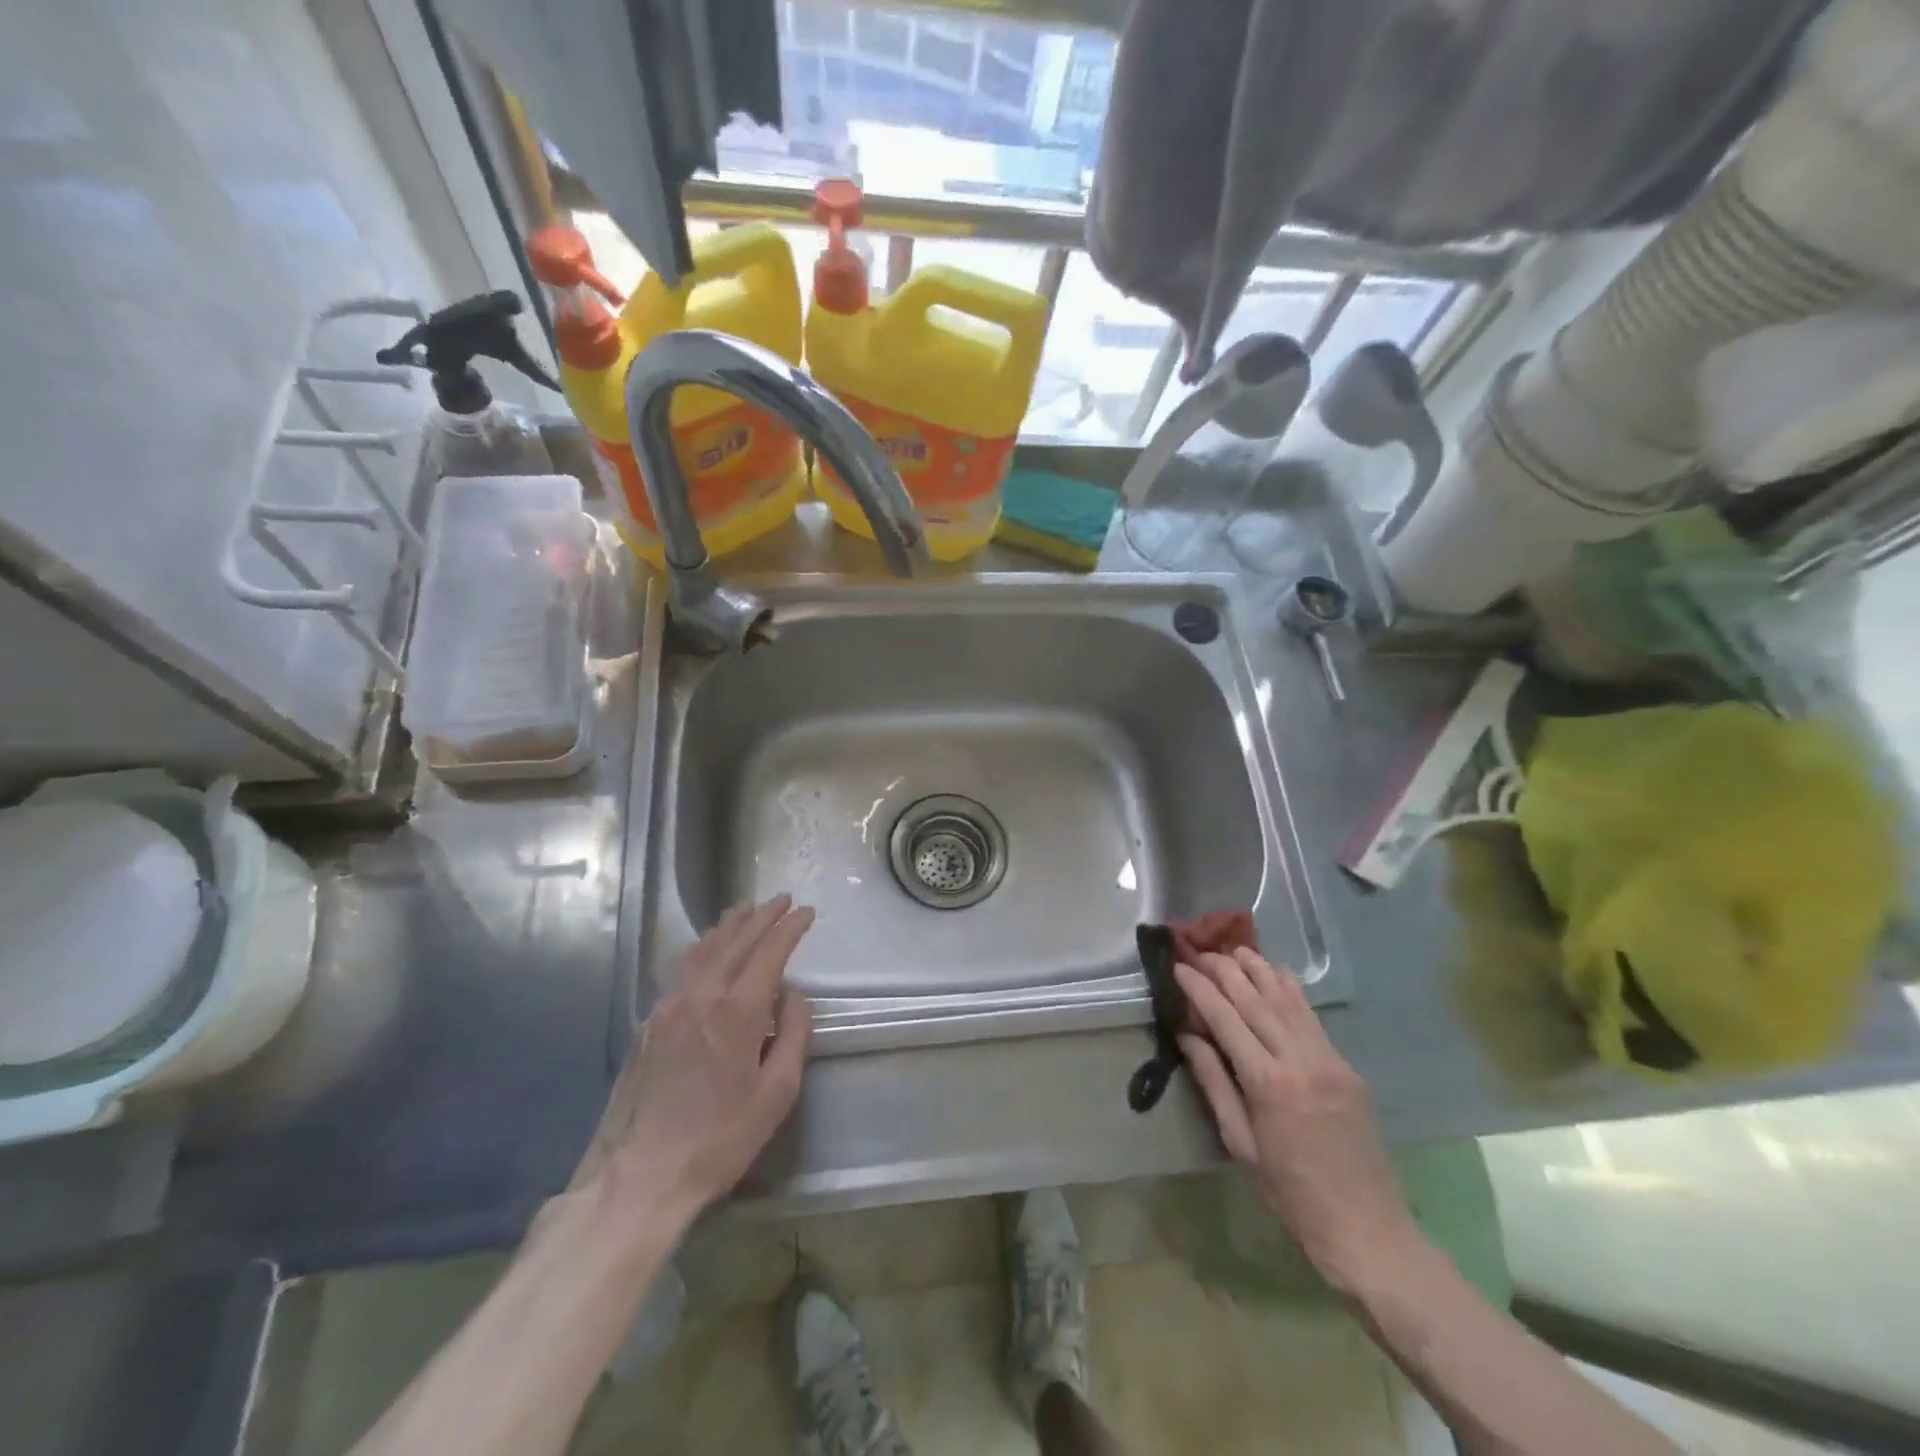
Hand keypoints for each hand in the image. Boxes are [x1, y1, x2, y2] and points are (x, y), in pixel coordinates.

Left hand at [571, 896, 814, 1232]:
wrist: (638, 1176)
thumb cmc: (719, 1140)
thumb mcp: (776, 1094)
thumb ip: (793, 1035)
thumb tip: (793, 996)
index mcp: (737, 1011)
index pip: (769, 952)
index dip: (790, 927)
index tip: (806, 912)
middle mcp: (701, 996)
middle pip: (735, 941)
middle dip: (762, 916)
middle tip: (782, 899)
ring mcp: (669, 1007)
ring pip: (703, 950)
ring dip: (729, 926)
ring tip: (745, 909)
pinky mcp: (649, 1023)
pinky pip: (681, 969)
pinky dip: (702, 948)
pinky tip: (706, 949)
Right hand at [1174, 949, 1418, 1289]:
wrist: (1366, 1230)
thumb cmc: (1290, 1194)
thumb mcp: (1240, 1144)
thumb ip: (1213, 1082)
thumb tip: (1188, 1035)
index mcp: (1267, 1084)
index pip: (1225, 1019)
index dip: (1199, 989)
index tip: (1179, 967)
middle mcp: (1299, 1061)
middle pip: (1256, 1000)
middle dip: (1225, 971)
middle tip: (1200, 952)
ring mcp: (1329, 1060)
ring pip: (1287, 1000)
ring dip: (1259, 970)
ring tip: (1234, 949)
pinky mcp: (1346, 1067)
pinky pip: (1312, 1017)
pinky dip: (1290, 990)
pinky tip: (1277, 973)